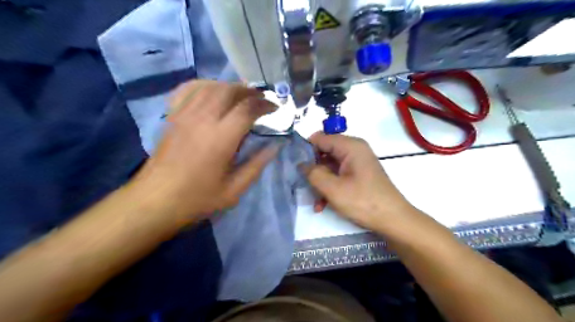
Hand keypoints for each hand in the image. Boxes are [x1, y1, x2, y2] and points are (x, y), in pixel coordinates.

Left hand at [133, 80, 280, 222]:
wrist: (155, 200)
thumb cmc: (197, 198)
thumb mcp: (234, 190)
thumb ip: (257, 165)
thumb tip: (275, 146)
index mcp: (221, 138)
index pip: (247, 109)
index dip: (265, 105)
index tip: (274, 109)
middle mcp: (203, 119)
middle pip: (229, 90)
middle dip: (249, 91)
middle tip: (261, 99)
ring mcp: (184, 115)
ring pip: (210, 86)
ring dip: (230, 86)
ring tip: (242, 94)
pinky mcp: (172, 116)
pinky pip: (188, 89)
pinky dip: (204, 85)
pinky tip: (212, 91)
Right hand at [301, 132, 413, 230]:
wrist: (393, 220)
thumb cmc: (363, 202)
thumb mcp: (333, 189)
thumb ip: (313, 173)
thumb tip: (301, 163)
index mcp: (350, 146)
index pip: (320, 138)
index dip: (305, 149)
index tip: (293, 164)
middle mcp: (354, 150)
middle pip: (324, 152)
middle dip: (313, 170)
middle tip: (304, 185)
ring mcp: (357, 162)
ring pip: (329, 166)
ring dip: (320, 182)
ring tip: (315, 201)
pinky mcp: (358, 174)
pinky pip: (338, 175)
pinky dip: (330, 187)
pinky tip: (323, 204)